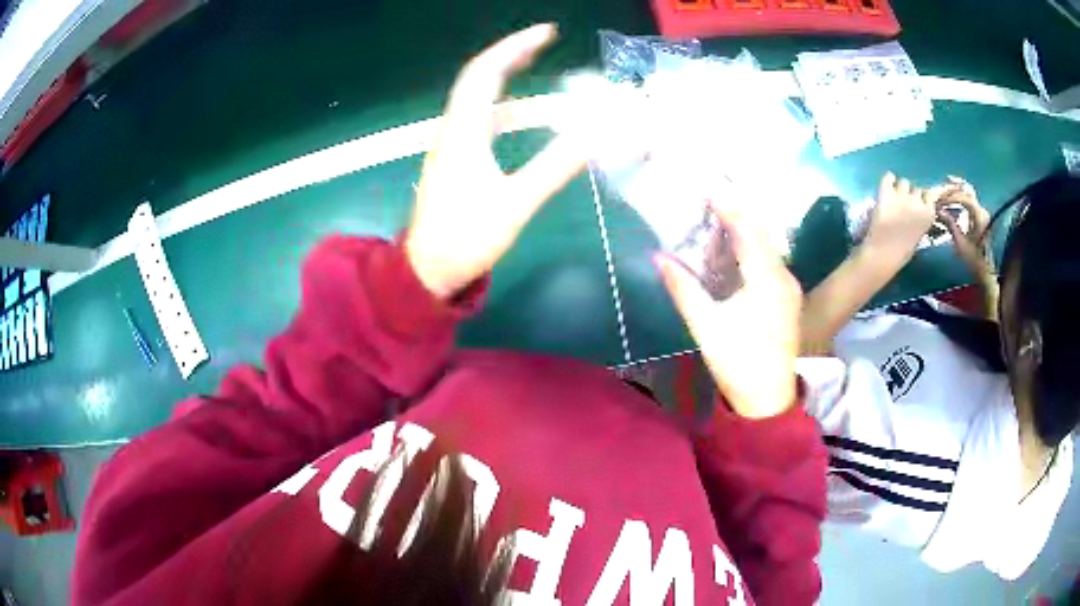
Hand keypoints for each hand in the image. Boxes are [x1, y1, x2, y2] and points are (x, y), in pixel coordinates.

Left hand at [404, 24, 587, 299]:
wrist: (426, 270)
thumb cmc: (466, 239)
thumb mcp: (515, 204)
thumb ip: (554, 168)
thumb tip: (594, 135)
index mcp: (463, 132)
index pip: (485, 73)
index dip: (515, 47)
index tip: (547, 33)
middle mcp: (452, 129)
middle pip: (477, 77)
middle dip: (511, 53)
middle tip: (545, 41)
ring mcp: (449, 142)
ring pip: (474, 95)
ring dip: (503, 73)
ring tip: (534, 62)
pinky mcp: (452, 157)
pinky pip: (476, 115)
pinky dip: (499, 99)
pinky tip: (517, 106)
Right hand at [657, 206, 802, 418]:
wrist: (768, 399)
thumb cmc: (738, 362)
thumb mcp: (706, 325)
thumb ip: (683, 288)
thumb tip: (659, 257)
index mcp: (766, 279)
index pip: (747, 230)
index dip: (727, 206)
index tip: (706, 188)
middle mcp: (784, 276)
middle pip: (761, 233)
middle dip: (736, 214)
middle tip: (709, 201)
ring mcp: (789, 288)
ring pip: (768, 247)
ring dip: (744, 232)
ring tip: (718, 220)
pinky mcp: (788, 300)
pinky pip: (770, 262)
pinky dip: (752, 250)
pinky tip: (735, 253)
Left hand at [862, 173, 937, 267]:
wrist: (883, 252)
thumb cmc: (902, 252)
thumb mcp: (918, 236)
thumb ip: (920, 220)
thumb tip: (916, 210)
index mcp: (928, 215)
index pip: (929, 197)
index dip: (922, 200)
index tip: (918, 205)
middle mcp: (917, 201)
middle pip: (916, 189)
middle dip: (911, 195)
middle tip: (903, 205)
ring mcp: (902, 195)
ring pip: (904, 182)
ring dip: (900, 188)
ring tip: (894, 199)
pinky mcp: (886, 191)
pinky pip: (888, 177)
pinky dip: (888, 180)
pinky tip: (886, 187)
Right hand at [937, 176, 994, 282]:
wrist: (986, 271)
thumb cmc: (974, 260)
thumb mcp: (961, 244)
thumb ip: (950, 224)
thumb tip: (938, 210)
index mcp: (979, 217)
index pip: (964, 198)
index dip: (951, 197)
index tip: (940, 201)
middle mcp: (982, 211)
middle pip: (968, 190)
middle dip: (955, 187)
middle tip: (942, 185)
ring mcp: (982, 213)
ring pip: (970, 193)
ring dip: (958, 190)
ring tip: (947, 188)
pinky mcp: (981, 217)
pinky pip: (970, 201)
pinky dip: (962, 196)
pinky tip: (955, 198)